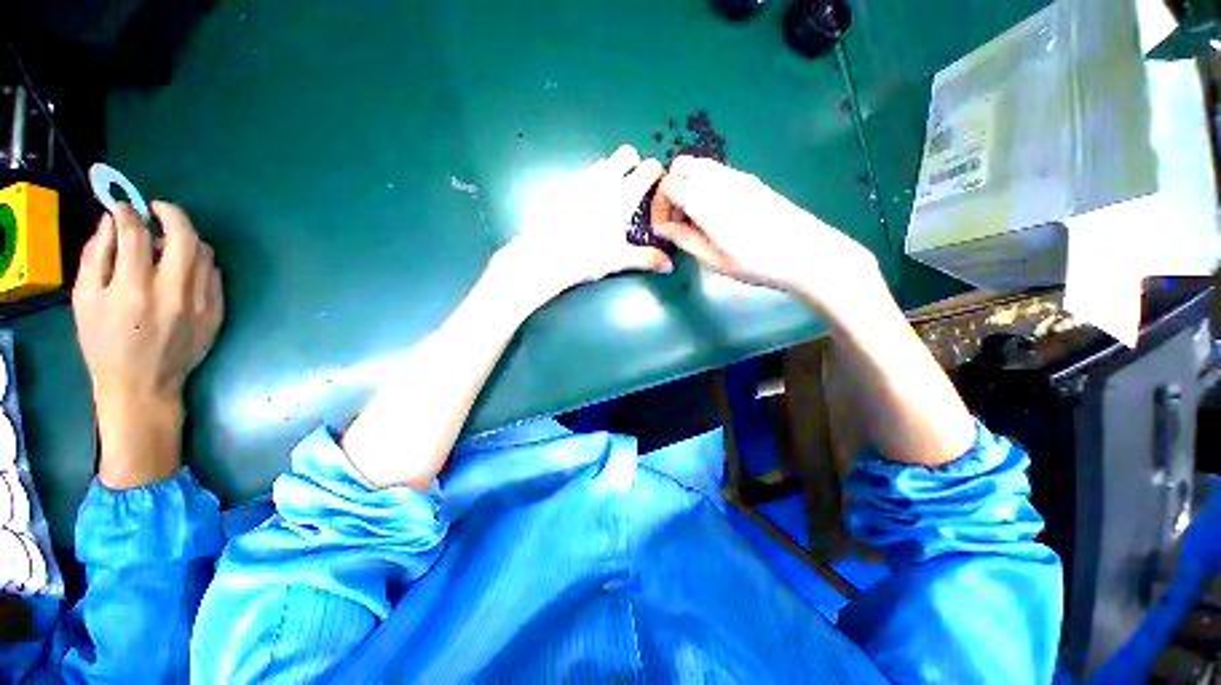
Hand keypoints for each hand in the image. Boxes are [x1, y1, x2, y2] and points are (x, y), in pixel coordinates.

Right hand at [72, 203, 223, 488]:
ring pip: (204, 253)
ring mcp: (201, 303)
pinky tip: (183, 264)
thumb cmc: (105, 345)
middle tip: (157, 209)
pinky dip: (199, 260)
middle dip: (171, 214)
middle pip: (184, 236)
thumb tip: (112, 220)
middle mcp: (174, 292)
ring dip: (187, 237)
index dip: (129, 213)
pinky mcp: (217, 312)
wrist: (144, 385)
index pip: (137, 234)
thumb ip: (96, 256)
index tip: (124, 207)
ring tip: (166, 240)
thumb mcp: (85, 300)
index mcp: (134, 289)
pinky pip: (215, 275)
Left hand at [497, 145, 673, 299]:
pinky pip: (576, 177)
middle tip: (630, 187)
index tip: (654, 185)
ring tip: (603, 200)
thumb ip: (646, 259)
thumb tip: (669, 266)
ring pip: (600, 164)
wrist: (545, 256)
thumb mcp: (619, 260)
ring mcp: (577, 179)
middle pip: (625, 153)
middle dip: (632, 164)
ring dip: (607, 174)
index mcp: (622, 195)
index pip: (648, 168)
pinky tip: (576, 207)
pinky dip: (583, 185)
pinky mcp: (557, 185)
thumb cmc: (586, 258)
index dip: (655, 173)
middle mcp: (602, 180)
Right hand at [651, 156, 878, 308]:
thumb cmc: (755, 262)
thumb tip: (663, 227)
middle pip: (682, 165)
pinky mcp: (750, 181)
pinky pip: (717, 173)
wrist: (805, 252)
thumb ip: (683, 238)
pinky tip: (715, 215)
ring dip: (688, 186)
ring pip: (700, 166)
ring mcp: (737, 177)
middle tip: (677, 218)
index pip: (669, 183)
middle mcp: (720, 179)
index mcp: (706, 200)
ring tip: (695, 219)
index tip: (664, 227)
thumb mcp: (712, 259)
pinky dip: (705, 186)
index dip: (659, 204)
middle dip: (671, 189)